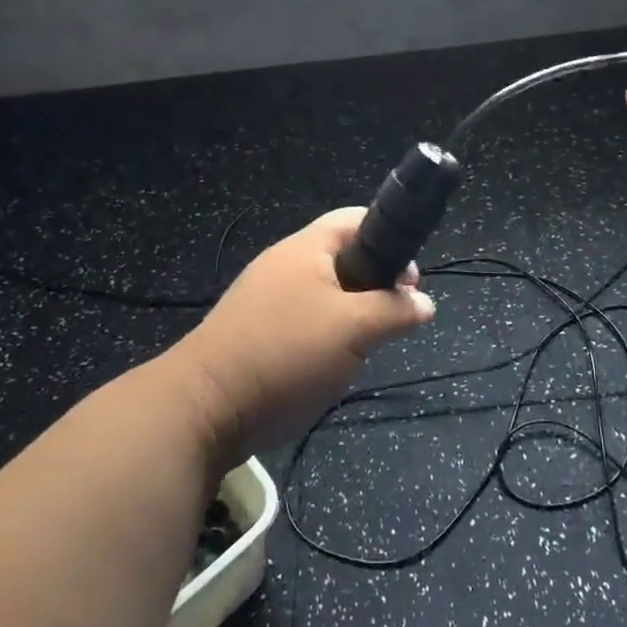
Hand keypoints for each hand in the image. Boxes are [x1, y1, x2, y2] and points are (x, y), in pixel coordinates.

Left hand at [165, 208, 434, 465]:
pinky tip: (329, 364)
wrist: (202, 408)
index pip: (356, 219)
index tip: (409, 281)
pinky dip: (323, 333)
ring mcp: (264, 297)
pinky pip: (301, 319)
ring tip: (364, 345)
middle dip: (374, 284)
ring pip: (323, 292)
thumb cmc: (285, 353)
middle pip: (342, 257)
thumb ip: (394, 311)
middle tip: (392, 318)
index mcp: (306, 248)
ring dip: (350, 313)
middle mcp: (283, 263)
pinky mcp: (253, 330)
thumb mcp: (354, 329)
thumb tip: (424, 302)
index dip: (391, 238)